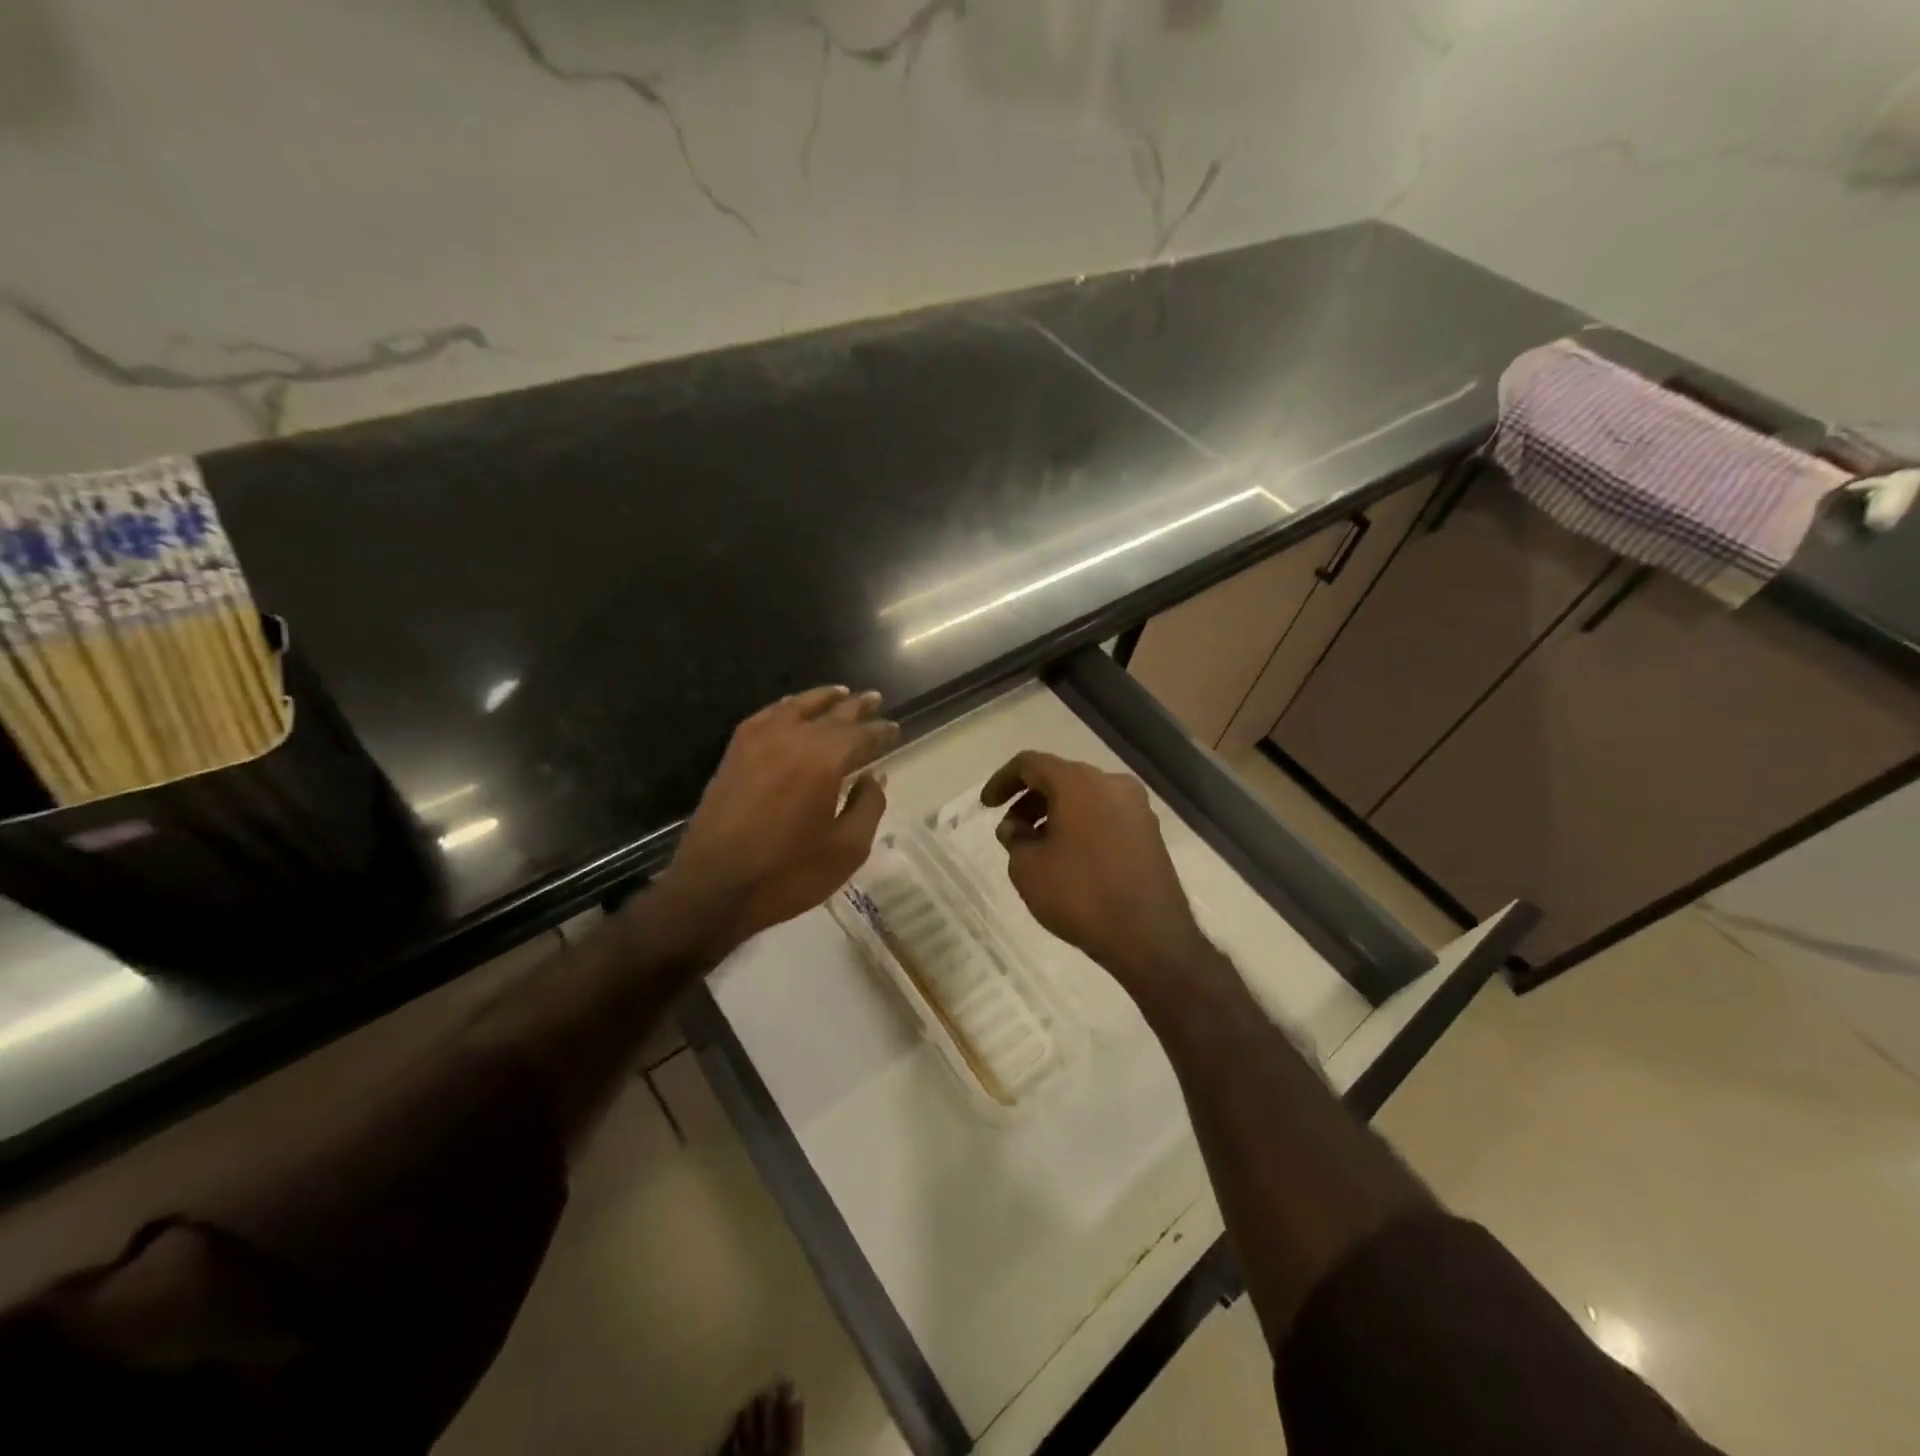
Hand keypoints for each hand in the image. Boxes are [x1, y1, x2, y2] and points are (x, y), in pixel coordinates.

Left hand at [652, 686, 898, 960]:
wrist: (713, 888)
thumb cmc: (788, 874)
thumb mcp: (847, 849)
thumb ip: (868, 806)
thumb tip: (875, 777)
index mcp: (824, 760)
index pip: (862, 735)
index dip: (881, 731)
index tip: (895, 728)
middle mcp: (793, 738)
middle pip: (833, 714)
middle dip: (857, 707)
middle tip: (875, 699)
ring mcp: (759, 741)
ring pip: (797, 706)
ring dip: (823, 699)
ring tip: (841, 693)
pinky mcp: (734, 753)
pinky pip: (765, 716)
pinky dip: (785, 707)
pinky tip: (791, 708)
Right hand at [981, 751, 1209, 996]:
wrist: (1148, 936)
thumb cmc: (1080, 894)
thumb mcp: (1028, 868)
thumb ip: (1014, 839)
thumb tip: (1016, 828)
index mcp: (1079, 782)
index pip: (1031, 764)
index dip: (1003, 780)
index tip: (987, 806)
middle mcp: (1112, 784)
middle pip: (1061, 778)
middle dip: (1030, 800)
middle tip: (1011, 831)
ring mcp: (1137, 807)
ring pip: (1085, 798)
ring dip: (1055, 814)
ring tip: (1037, 848)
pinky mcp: (1150, 833)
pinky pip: (1105, 816)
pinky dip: (1081, 826)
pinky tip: (1068, 858)